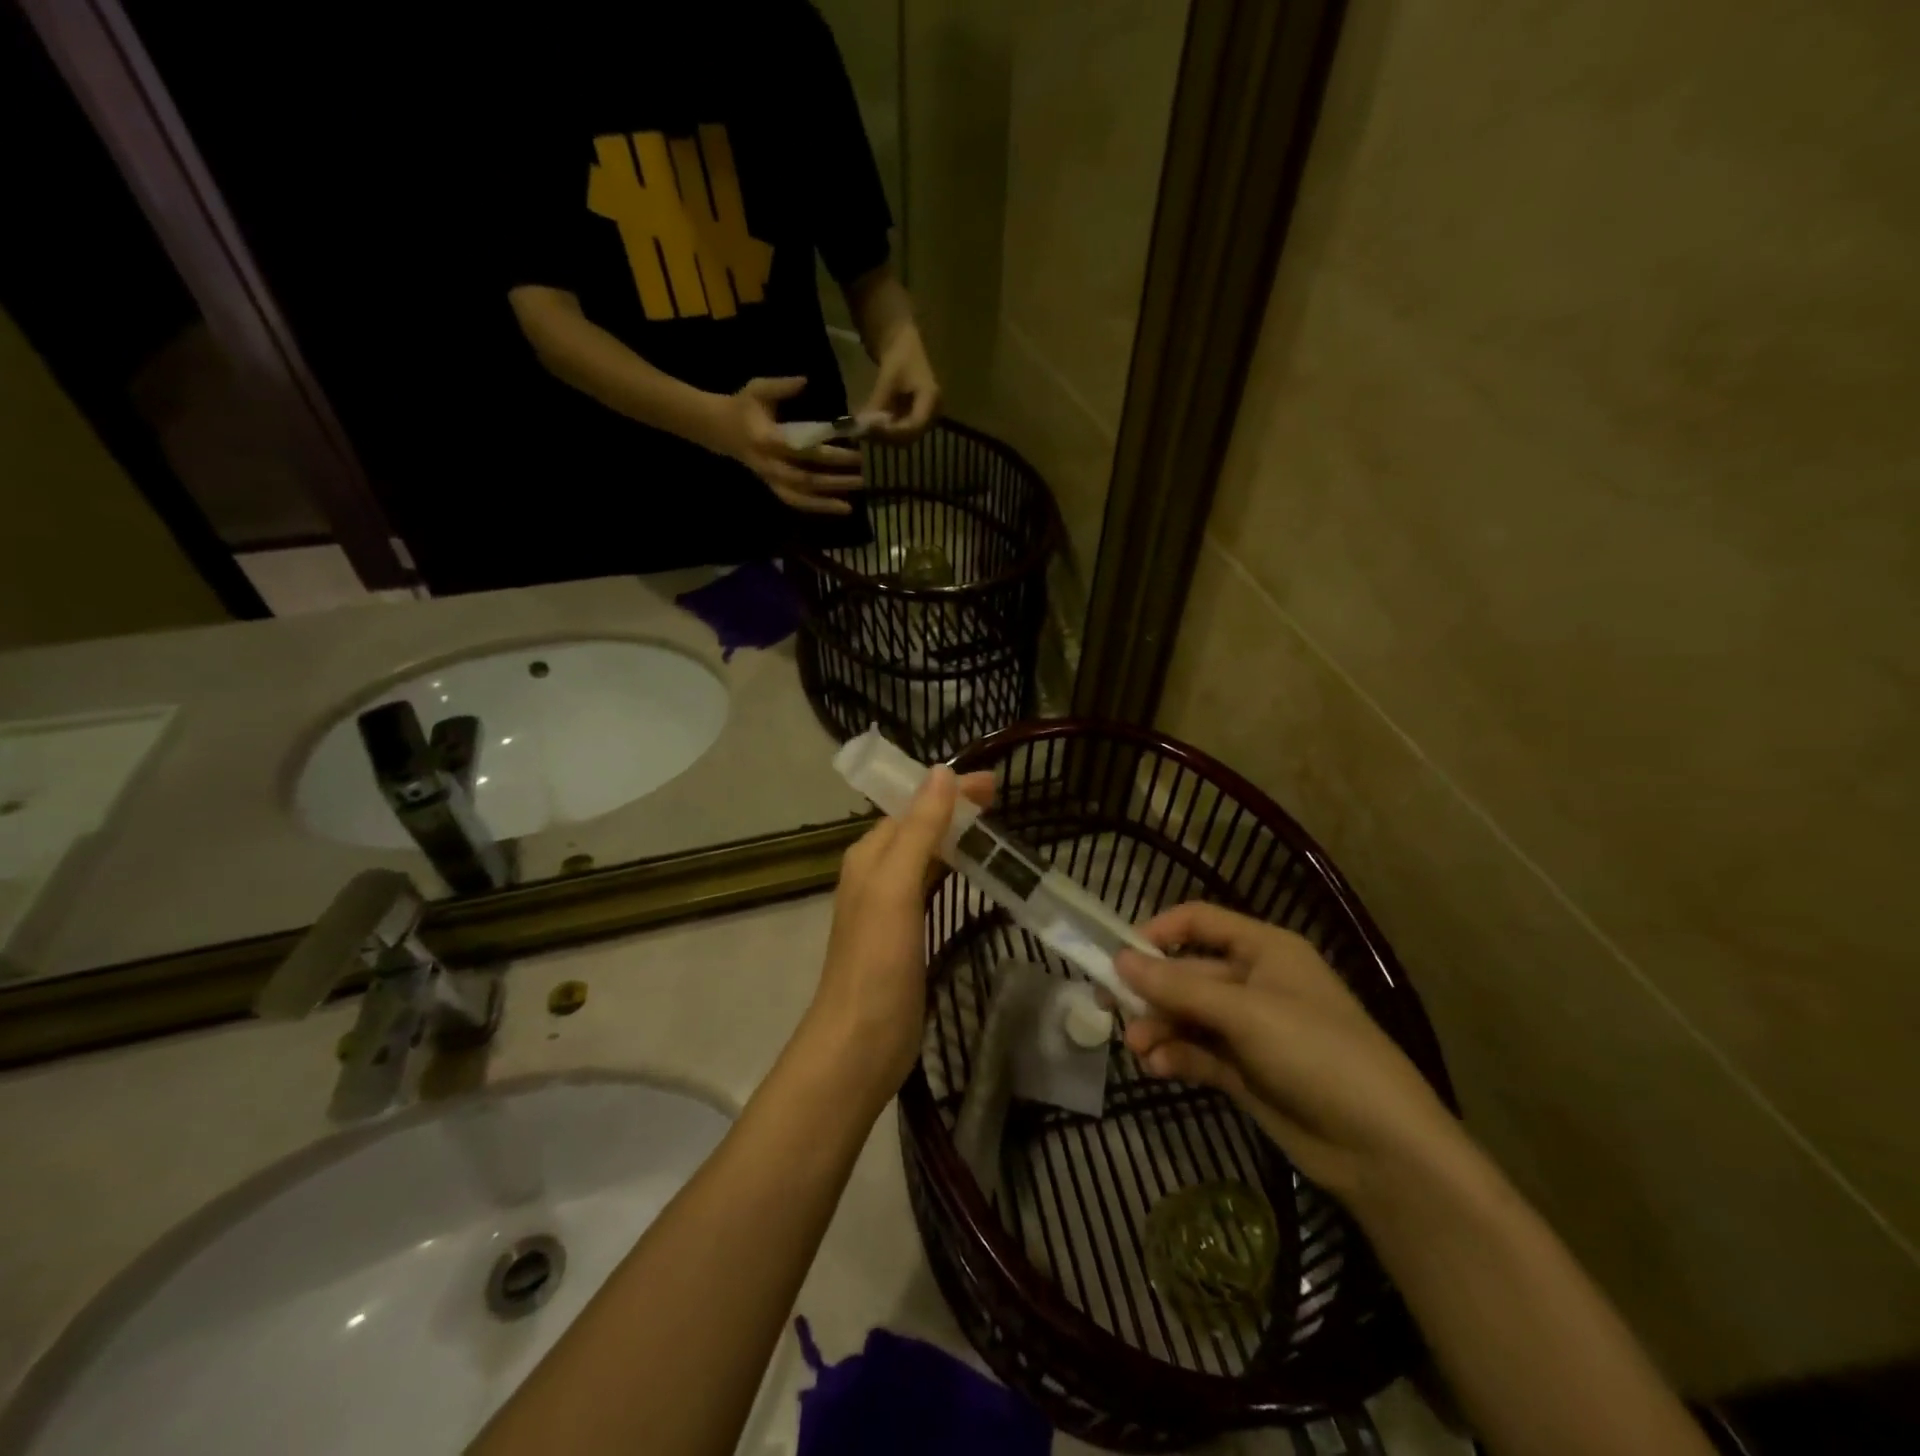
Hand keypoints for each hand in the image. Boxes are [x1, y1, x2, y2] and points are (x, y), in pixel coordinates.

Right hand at [707, 376, 862, 514]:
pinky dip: (817, 507)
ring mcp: (771, 480)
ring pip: (801, 497)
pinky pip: (796, 502)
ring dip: (827, 501)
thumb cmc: (742, 406)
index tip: (855, 451)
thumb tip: (806, 381)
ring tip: (853, 504)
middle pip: (806, 478)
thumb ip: (782, 387)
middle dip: (835, 479)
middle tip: (863, 476)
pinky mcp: (773, 488)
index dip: (830, 453)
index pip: (803, 449)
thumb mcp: (757, 389)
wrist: (718, 429)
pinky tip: (839, 508)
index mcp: (767, 439)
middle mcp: (769, 465)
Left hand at [806, 766, 995, 1100]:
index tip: (993, 782)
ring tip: (995, 831)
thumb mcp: (896, 887)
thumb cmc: (877, 962)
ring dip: (956, 840)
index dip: (949, 790)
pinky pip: (932, 889)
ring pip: (926, 858)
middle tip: (1000, 802)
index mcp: (869, 856)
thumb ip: (918, 830)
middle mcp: (876, 875)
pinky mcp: (907, 938)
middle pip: (918, 829)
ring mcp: (890, 909)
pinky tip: (976, 878)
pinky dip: (954, 873)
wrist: (860, 1044)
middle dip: (955, 811)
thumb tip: (941, 772)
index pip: (912, 807)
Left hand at [860, 324, 939, 442]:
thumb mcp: (887, 379)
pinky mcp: (916, 418)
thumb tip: (863, 425)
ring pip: (905, 437)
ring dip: (885, 437)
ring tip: (865, 430)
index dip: (893, 432)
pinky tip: (871, 427)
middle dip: (887, 437)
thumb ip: (877, 403)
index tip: (871, 430)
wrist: (904, 345)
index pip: (914, 425)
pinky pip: (901, 431)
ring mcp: (926, 417)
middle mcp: (933, 413)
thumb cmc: (899, 356)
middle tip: (864, 433)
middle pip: (910, 435)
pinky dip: (886, 431)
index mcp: (931, 399)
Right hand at [1116, 902, 1465, 1200]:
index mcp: (1264, 949)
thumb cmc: (1317, 1054)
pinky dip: (1176, 1057)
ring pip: (1187, 1016)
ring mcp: (1250, 1030)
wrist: (1381, 1148)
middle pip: (1187, 974)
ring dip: (1158, 1029)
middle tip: (1109, 1009)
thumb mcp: (1245, 1014)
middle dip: (1151, 993)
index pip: (1200, 922)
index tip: (1120, 955)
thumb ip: (1178, 988)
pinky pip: (1198, 1052)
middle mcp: (1254, 982)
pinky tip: (1158, 1068)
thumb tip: (1119, 960)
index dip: (1158, 932)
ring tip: (1137, 1051)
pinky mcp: (1245, 1072)